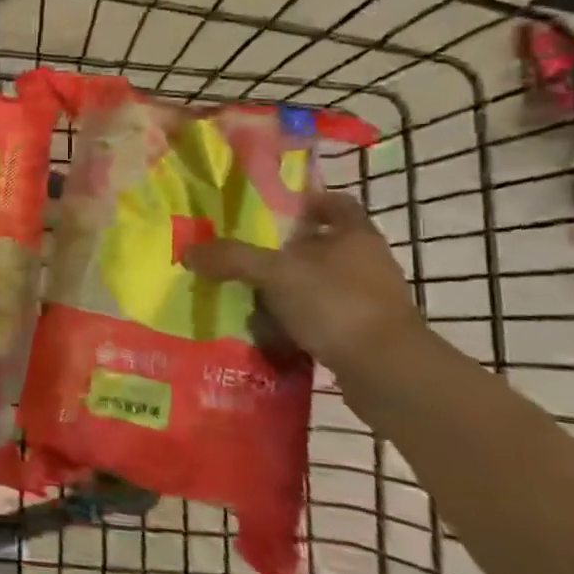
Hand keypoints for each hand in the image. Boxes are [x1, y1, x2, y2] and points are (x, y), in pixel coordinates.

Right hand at [185, 189, 424, 375]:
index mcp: (355, 235)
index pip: (336, 203)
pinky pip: (323, 318)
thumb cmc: (335, 303)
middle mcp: (368, 262)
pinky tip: (270, 332)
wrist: (386, 371)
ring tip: (250, 298)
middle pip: (323, 245)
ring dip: (289, 290)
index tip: (273, 211)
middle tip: (247, 257)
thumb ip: (231, 258)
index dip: (306, 202)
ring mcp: (371, 300)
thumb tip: (187, 251)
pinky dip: (298, 323)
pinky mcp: (367, 334)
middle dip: (286, 252)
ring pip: (321, 284)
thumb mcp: (274, 273)